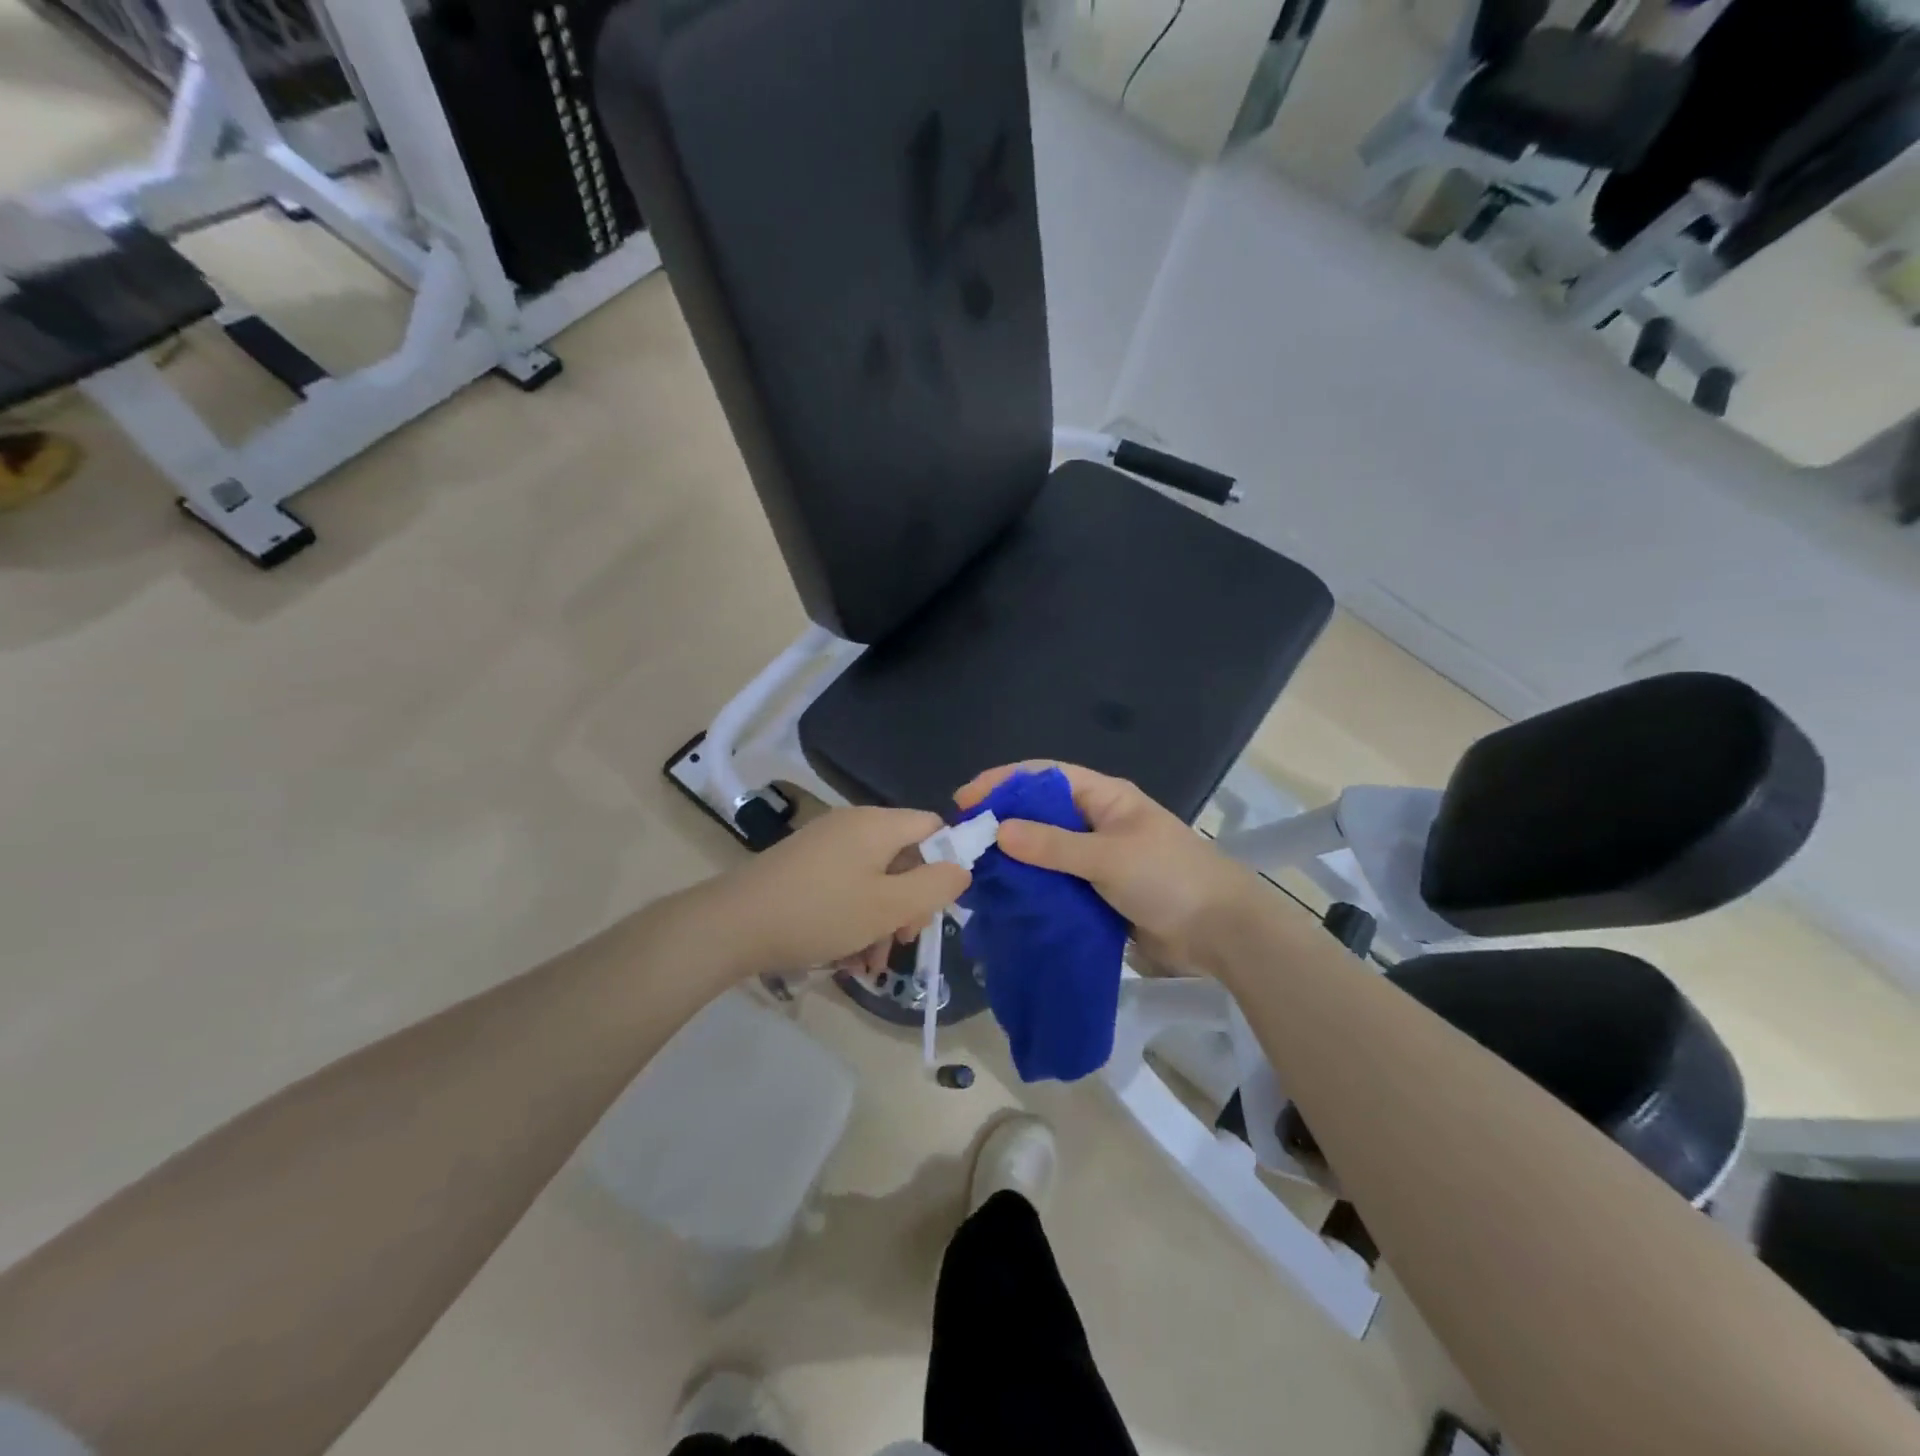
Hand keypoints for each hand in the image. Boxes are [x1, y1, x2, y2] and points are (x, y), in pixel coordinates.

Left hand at [720, 806, 970, 973]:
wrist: (732, 925)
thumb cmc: (821, 912)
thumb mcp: (889, 905)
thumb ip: (935, 886)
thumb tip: (963, 868)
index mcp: (878, 824)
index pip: (933, 827)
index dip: (947, 861)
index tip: (940, 904)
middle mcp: (853, 825)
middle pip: (904, 857)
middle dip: (910, 902)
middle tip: (902, 940)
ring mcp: (825, 846)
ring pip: (874, 879)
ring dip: (881, 920)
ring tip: (871, 963)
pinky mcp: (804, 867)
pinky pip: (846, 887)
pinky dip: (854, 917)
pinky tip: (847, 957)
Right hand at [955, 762, 1263, 970]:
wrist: (1221, 934)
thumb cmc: (1169, 879)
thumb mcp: (1109, 857)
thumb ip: (1053, 845)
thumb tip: (998, 831)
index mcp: (1104, 797)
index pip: (1044, 776)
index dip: (1003, 782)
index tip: (964, 800)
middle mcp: (1096, 821)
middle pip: (1040, 811)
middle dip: (1001, 820)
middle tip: (962, 839)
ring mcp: (1096, 858)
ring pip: (1044, 849)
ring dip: (1012, 857)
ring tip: (973, 869)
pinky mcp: (1096, 891)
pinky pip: (1055, 882)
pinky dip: (1030, 886)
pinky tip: (1003, 897)